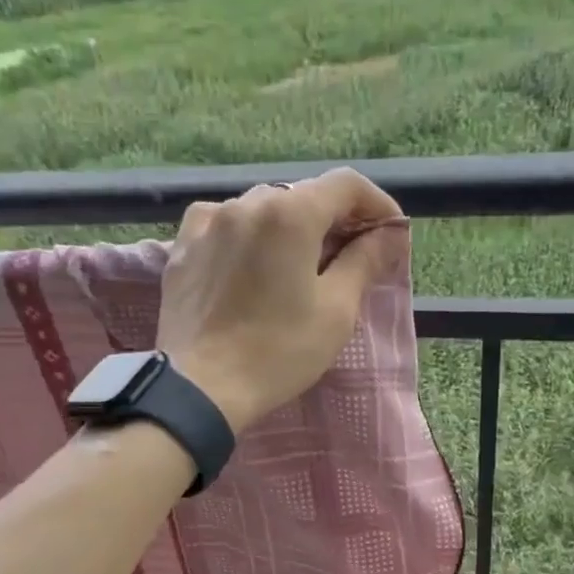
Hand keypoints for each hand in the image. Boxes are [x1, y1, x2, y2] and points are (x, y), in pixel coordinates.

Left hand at [158, 168, 406, 430]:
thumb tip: (389, 234)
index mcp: (290, 213)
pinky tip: (248, 263)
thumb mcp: (335, 311)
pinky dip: (246, 236)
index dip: (376, 204)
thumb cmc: (278, 352)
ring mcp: (209, 223)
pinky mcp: (182, 248)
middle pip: (303, 195)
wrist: (200, 388)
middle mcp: (246, 203)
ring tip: (298, 265)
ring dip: (289, 228)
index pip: (346, 185)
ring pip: (262, 209)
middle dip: (333, 220)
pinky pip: (224, 225)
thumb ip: (364, 262)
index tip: (390, 234)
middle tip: (349, 257)